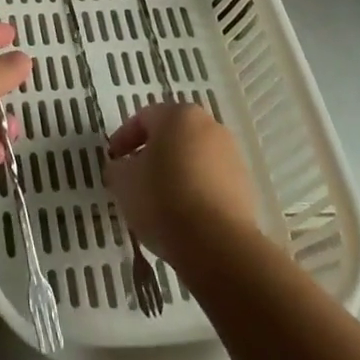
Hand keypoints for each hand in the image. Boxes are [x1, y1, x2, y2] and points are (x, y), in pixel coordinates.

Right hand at [105, 102, 260, 264]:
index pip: (144, 118)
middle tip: (135, 178)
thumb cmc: (163, 199)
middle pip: (173, 136)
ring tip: (160, 203)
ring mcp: (232, 156)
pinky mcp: (246, 187)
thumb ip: (118, 168)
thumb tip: (122, 167)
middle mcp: (209, 126)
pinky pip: (212, 183)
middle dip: (153, 155)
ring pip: (194, 159)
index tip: (113, 161)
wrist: (218, 245)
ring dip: (176, 174)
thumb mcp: (124, 182)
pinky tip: (184, 217)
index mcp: (178, 115)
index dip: (124, 138)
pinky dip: (196, 193)